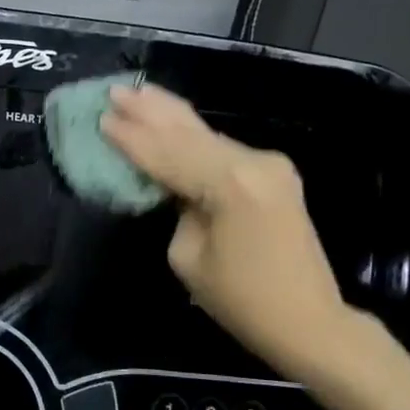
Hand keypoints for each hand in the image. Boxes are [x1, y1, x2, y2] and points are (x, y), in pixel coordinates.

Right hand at [100, 84, 353, 377]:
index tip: (101, 118)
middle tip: (115, 89)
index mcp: (230, 185)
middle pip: (189, 131)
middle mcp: (253, 162)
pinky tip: (171, 120)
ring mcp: (268, 164)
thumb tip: (177, 186)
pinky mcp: (273, 172)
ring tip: (139, 92)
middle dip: (149, 110)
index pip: (167, 154)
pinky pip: (221, 148)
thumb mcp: (188, 256)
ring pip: (206, 133)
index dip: (131, 139)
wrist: (309, 320)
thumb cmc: (241, 300)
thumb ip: (178, 208)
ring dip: (169, 115)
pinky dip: (191, 135)